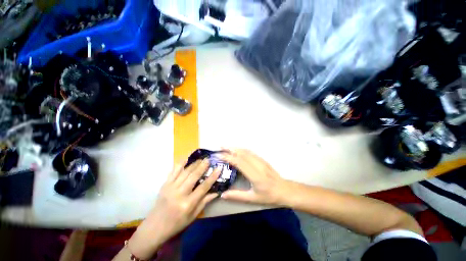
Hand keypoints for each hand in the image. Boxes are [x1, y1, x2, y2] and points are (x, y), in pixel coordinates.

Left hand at [128, 158, 220, 259]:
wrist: (154, 227)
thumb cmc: (176, 224)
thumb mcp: (193, 216)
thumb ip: (204, 202)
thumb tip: (216, 192)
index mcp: (187, 204)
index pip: (203, 187)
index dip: (212, 177)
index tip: (219, 168)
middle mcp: (179, 194)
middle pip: (193, 176)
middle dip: (202, 166)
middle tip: (208, 159)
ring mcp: (170, 188)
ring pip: (185, 172)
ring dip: (194, 163)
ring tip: (201, 158)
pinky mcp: (165, 185)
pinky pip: (173, 171)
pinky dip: (180, 163)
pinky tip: (186, 157)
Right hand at [219, 149, 294, 204]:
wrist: (284, 190)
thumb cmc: (269, 196)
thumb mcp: (253, 198)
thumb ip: (237, 196)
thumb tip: (222, 194)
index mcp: (255, 176)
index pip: (240, 162)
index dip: (229, 158)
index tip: (219, 156)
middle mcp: (258, 165)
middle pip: (242, 153)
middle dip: (230, 149)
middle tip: (220, 147)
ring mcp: (261, 161)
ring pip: (246, 151)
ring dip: (235, 148)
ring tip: (226, 147)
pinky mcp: (262, 159)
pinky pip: (250, 152)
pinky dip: (241, 149)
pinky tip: (237, 150)